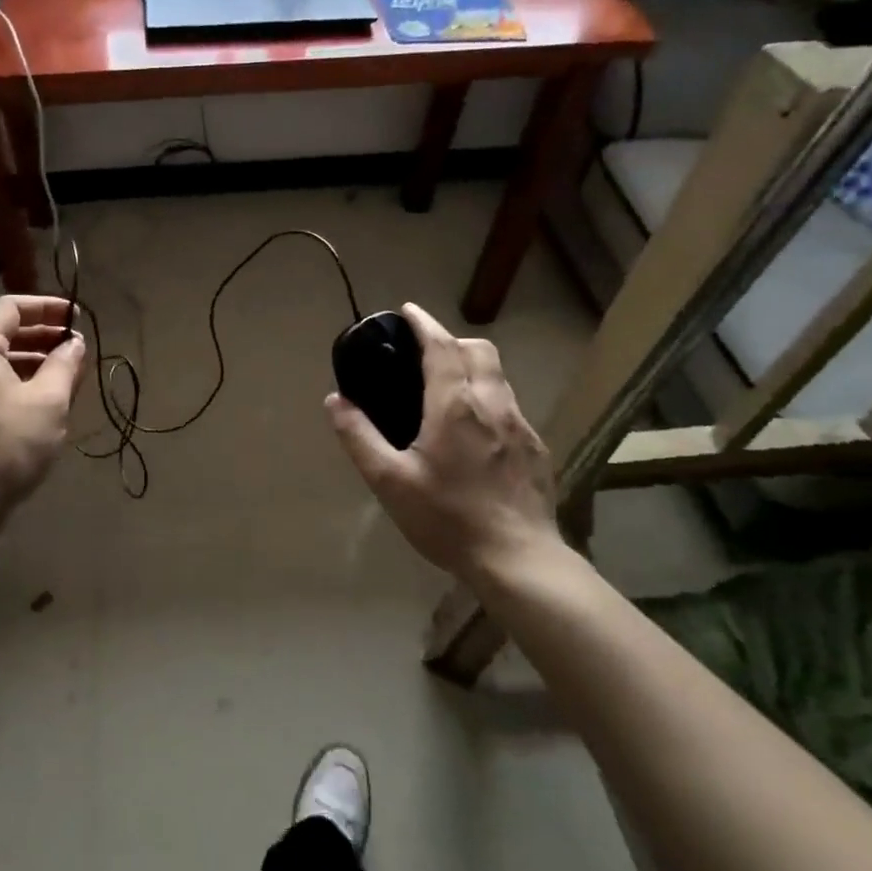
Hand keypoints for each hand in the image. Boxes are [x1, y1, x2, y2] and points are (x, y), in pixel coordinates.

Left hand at [0, 295, 84, 508]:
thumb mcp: (48, 402)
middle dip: (42, 334)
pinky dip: (16, 379)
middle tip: (75, 345)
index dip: (47, 307)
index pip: (10, 307)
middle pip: (2, 331)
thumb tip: (75, 343)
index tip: (76, 317)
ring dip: (32, 359)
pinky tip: (41, 397)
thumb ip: (64, 365)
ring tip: (65, 372)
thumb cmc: (8, 444)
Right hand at [325, 303, 562, 584]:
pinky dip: (488, 397)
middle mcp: (492, 404)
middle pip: (479, 350)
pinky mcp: (536, 448)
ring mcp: (521, 426)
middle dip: (452, 339)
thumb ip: (359, 437)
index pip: (442, 346)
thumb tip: (335, 400)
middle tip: (425, 352)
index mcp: (455, 406)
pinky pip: (510, 405)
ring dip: (472, 366)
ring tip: (447, 387)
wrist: (518, 560)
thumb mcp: (389, 481)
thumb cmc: (447, 519)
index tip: (408, 310)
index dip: (424, 323)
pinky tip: (475, 430)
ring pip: (499, 376)